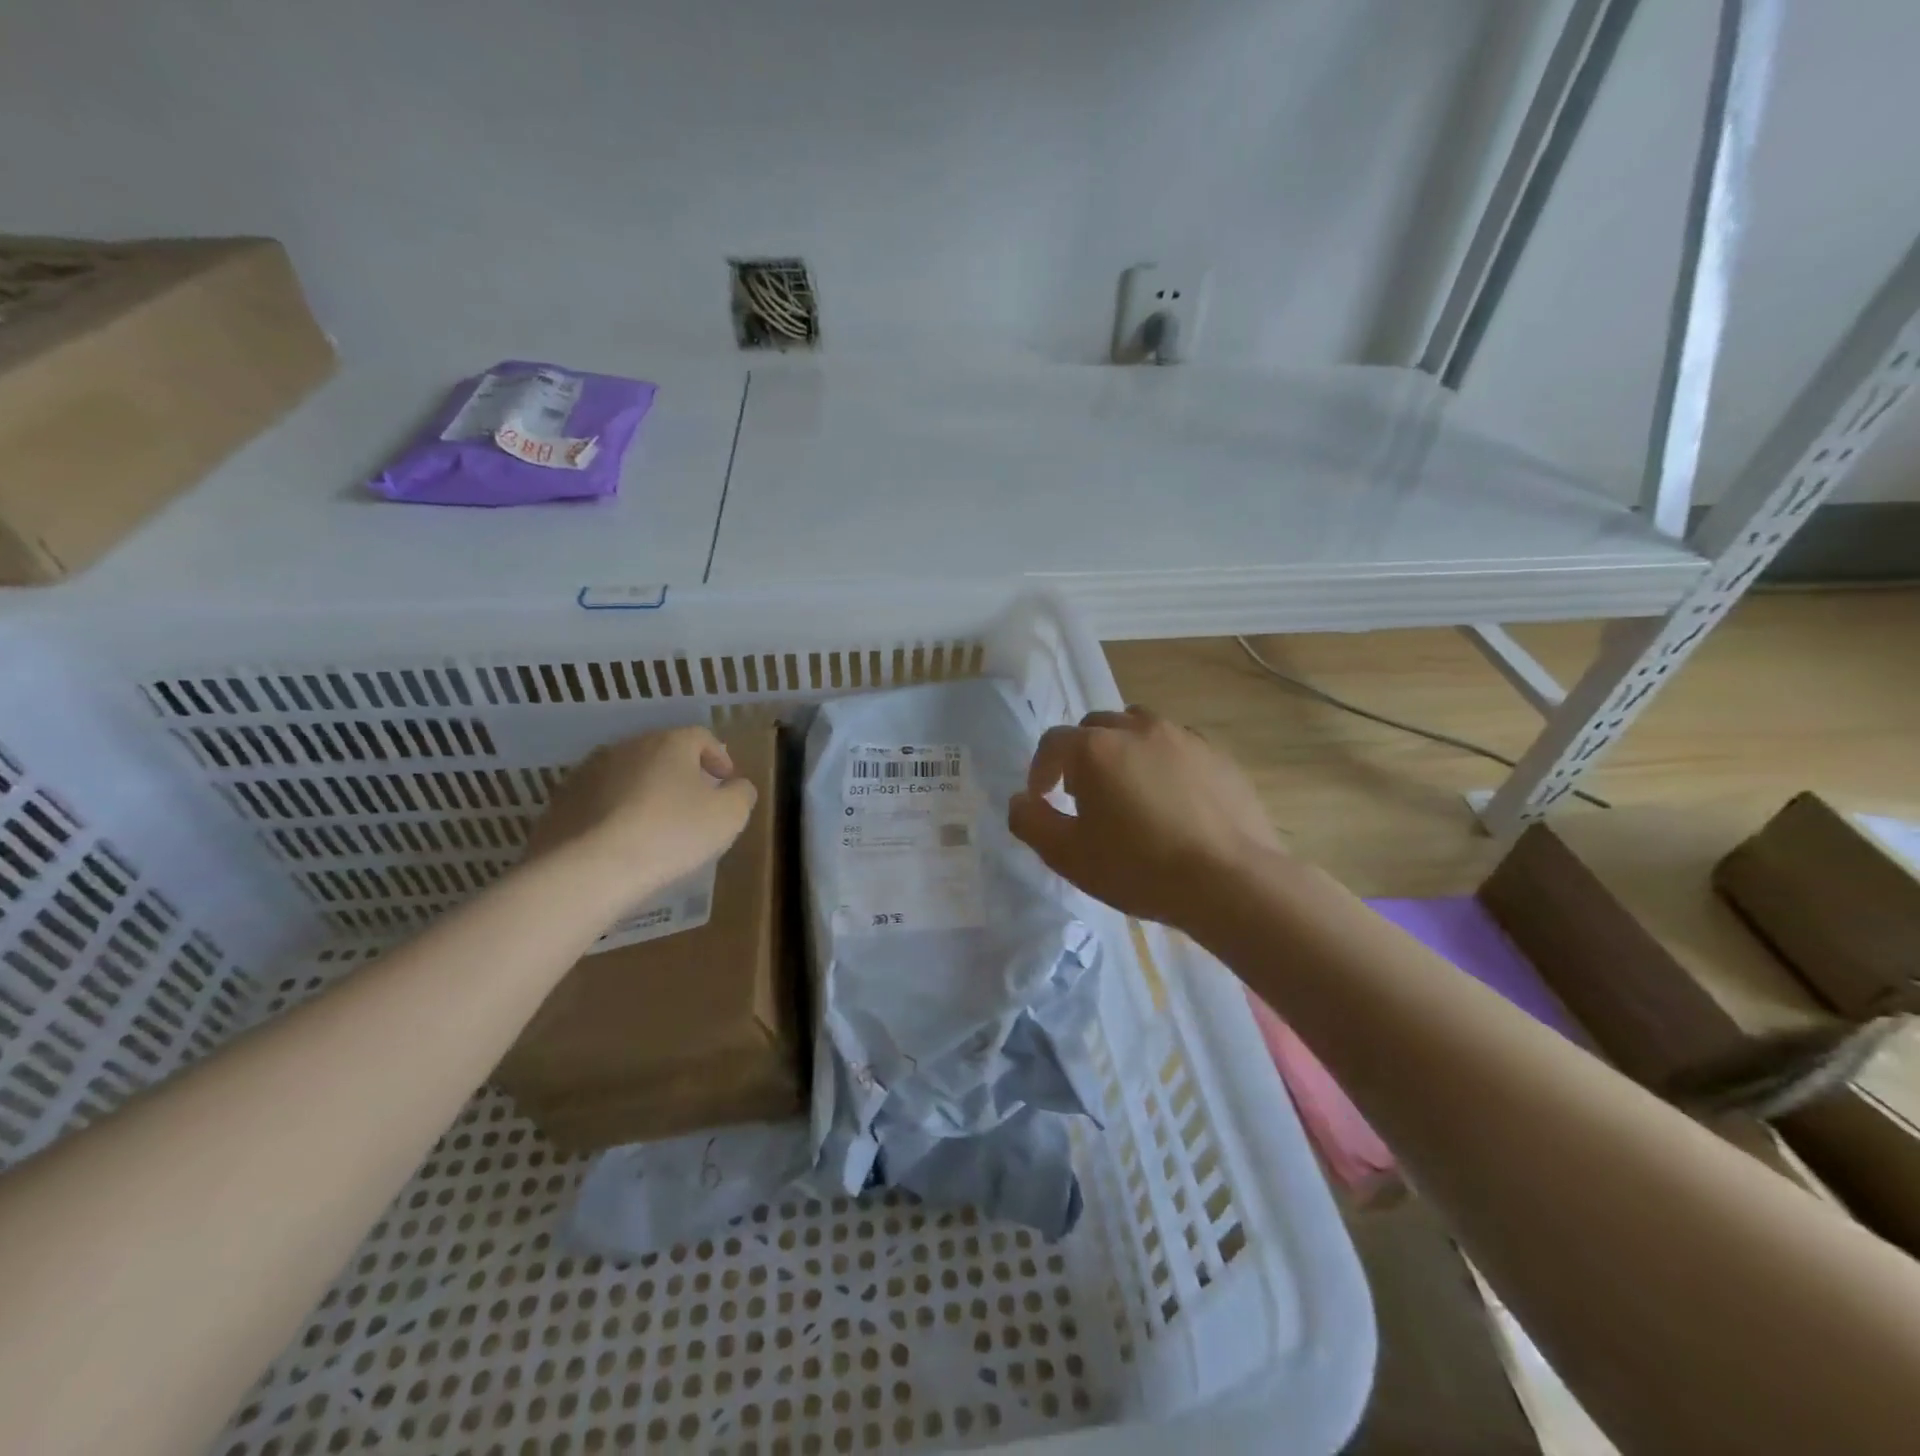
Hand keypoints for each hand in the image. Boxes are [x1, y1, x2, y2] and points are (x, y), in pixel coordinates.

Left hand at [528, 726, 757, 911]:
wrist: (588, 870)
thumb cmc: (671, 835)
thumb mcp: (728, 817)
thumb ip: (741, 795)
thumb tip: (737, 786)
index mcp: (669, 743)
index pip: (701, 737)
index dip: (718, 757)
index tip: (726, 781)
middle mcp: (626, 747)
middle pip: (661, 752)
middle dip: (680, 773)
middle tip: (693, 801)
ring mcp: (587, 773)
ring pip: (626, 774)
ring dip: (643, 791)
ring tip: (654, 823)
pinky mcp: (560, 803)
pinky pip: (597, 801)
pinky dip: (612, 812)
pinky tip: (620, 840)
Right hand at [1008, 707, 1284, 933]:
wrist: (1229, 881)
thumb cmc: (1139, 868)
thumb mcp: (1069, 856)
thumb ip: (1031, 823)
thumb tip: (1020, 801)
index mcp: (1095, 749)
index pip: (1052, 743)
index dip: (1040, 770)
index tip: (1043, 798)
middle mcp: (1136, 729)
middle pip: (1095, 727)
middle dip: (1081, 754)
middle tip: (1084, 794)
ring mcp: (1182, 737)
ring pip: (1138, 726)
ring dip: (1122, 748)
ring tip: (1128, 786)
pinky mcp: (1217, 754)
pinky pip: (1177, 745)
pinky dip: (1162, 760)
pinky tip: (1171, 798)